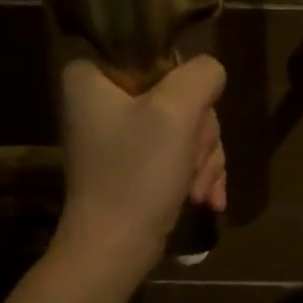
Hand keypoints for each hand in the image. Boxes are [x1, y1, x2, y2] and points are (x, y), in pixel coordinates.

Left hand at [57, 55, 226, 258]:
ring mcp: (118, 132)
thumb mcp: (176, 112)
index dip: (183, 85)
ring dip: (202, 157)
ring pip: (185, 123)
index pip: (157, 52)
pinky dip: (196, 172)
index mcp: (92, 74)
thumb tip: (210, 74)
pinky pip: (178, 149)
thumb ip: (202, 75)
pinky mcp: (133, 160)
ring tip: (199, 190)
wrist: (115, 251)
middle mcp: (100, 97)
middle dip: (198, 133)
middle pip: (177, 92)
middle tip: (192, 161)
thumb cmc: (137, 175)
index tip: (187, 119)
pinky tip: (206, 198)